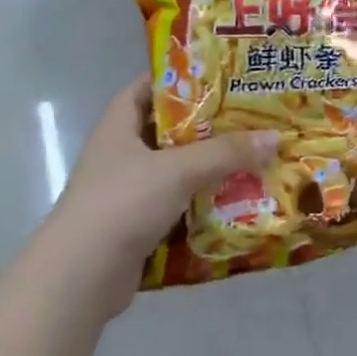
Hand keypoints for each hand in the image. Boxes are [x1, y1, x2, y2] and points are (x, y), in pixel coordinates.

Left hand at [33, 78, 276, 323]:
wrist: (82, 277)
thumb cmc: (123, 204)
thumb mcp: (178, 169)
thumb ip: (226, 152)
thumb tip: (275, 137)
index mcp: (118, 127)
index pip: (146, 88)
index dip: (178, 79)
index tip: (218, 78)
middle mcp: (120, 155)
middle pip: (169, 131)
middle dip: (208, 127)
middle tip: (251, 118)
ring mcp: (128, 193)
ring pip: (177, 171)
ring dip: (210, 169)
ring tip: (253, 158)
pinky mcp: (138, 226)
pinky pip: (178, 206)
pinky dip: (203, 204)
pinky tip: (236, 202)